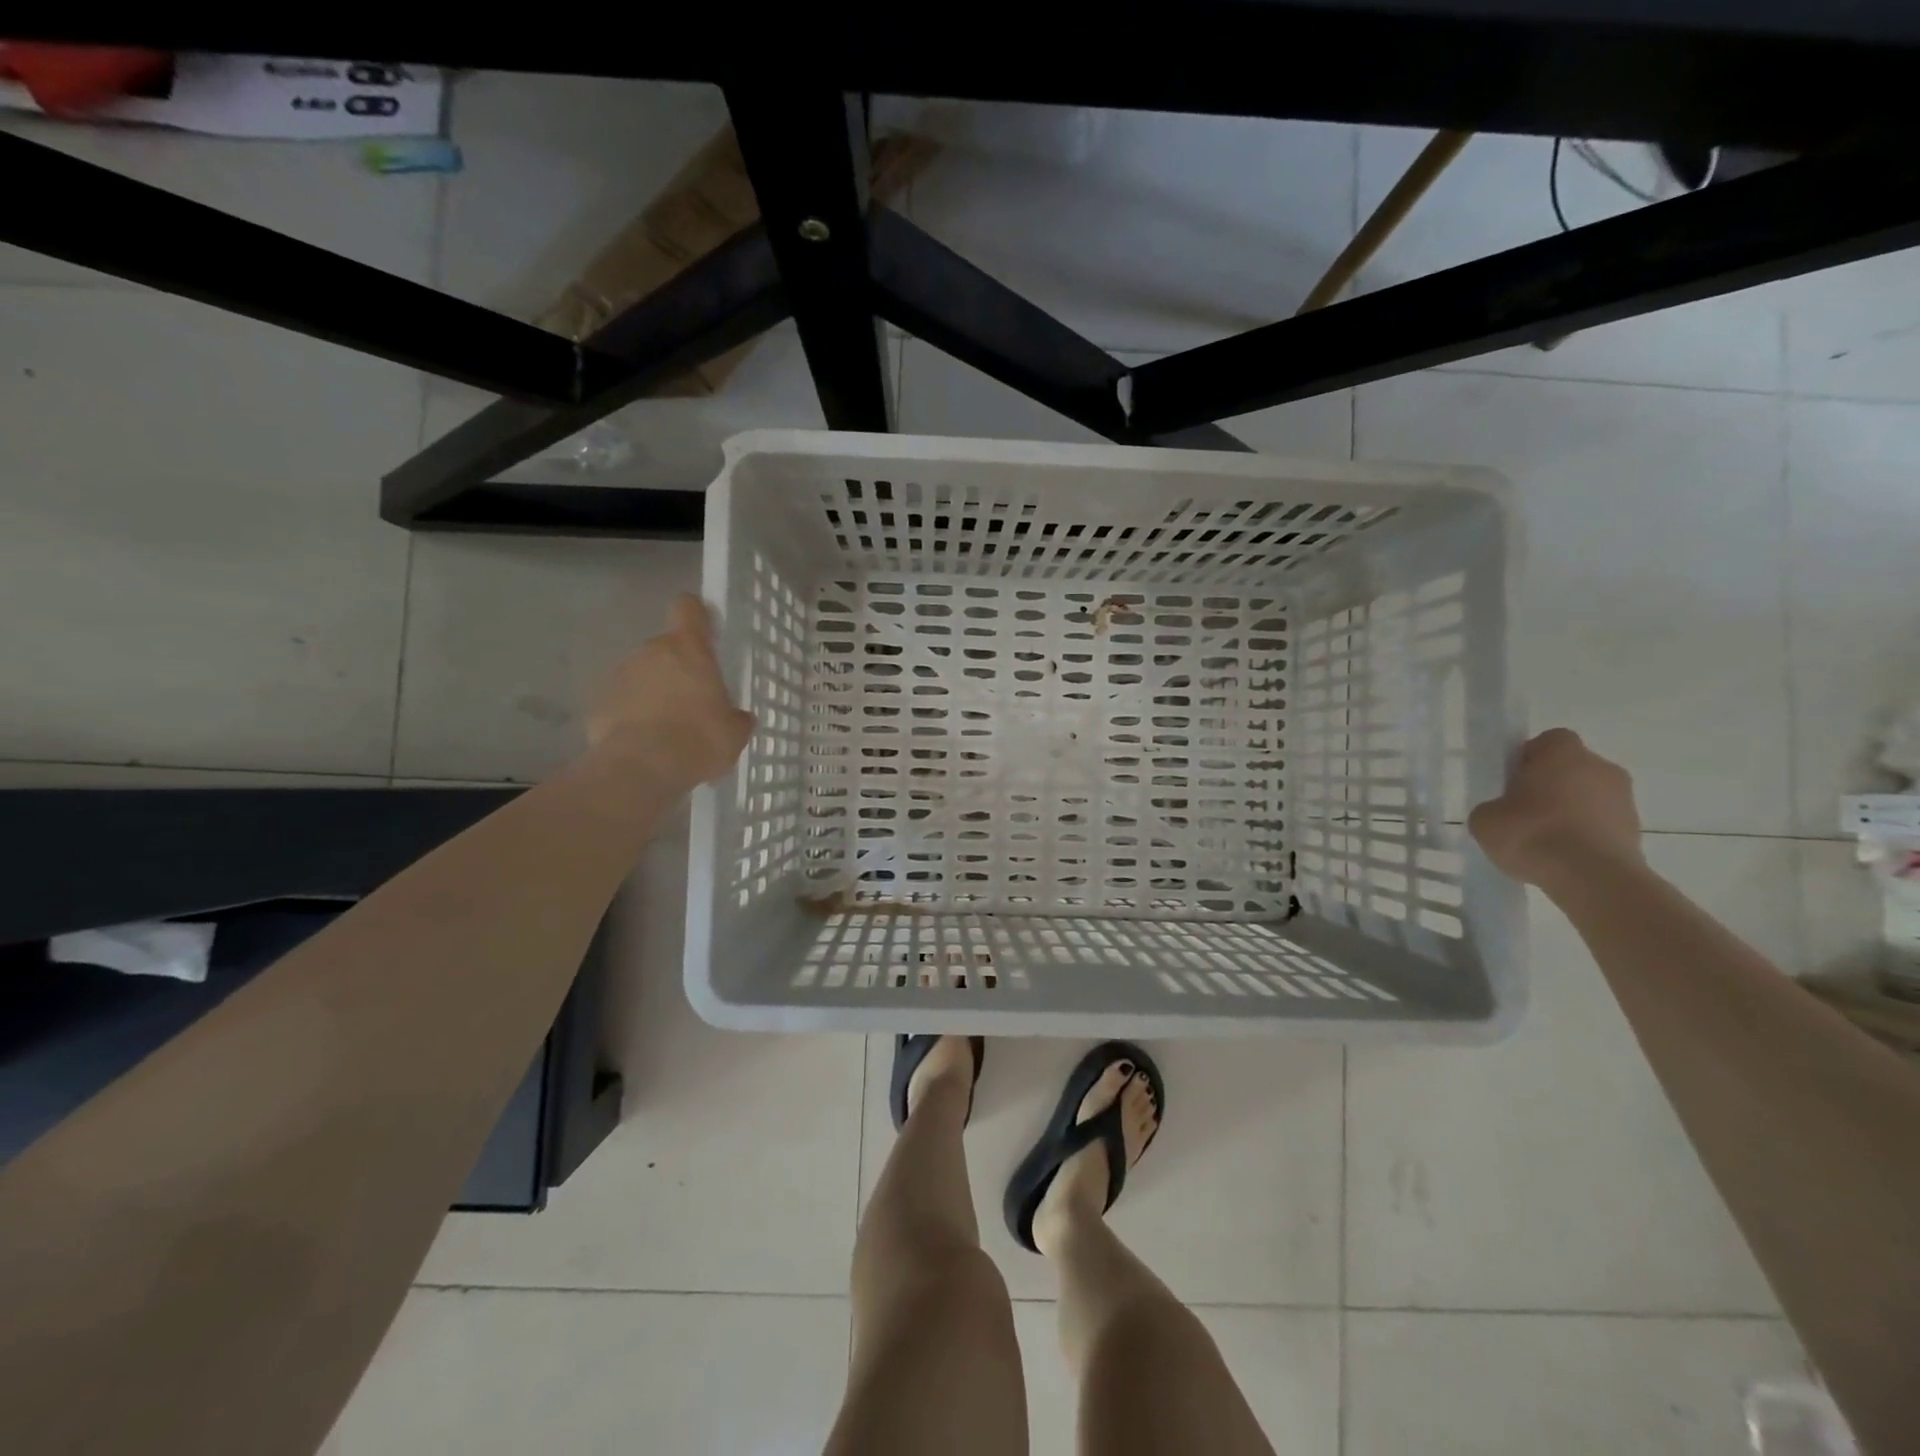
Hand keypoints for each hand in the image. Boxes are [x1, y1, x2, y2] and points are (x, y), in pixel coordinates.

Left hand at [587, 595, 753, 783]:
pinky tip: (644, 744)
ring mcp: (620, 676)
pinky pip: (622, 702)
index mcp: (689, 649)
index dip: (696, 616)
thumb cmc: (698, 740)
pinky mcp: (598, 703)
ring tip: (667, 729)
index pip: (688, 608)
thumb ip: (736, 718)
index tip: (705, 633)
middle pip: (665, 648)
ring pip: (642, 675)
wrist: (641, 769)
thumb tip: (739, 718)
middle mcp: (651, 652)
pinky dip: (632, 716)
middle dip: (678, 669)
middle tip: (693, 703)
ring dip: (654, 692)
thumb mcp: (734, 733)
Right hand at [1468, 728, 1642, 886]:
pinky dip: (1584, 834)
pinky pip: (1601, 823)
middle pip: (1571, 768)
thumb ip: (1493, 807)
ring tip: (1544, 840)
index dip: (1528, 759)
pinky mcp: (1636, 830)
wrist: (1593, 879)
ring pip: (1588, 796)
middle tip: (1523, 811)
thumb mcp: (1485, 819)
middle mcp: (1601, 767)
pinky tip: (1563, 856)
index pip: (1547, 742)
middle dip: (1550, 785)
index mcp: (1563, 753)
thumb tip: (1503, 813)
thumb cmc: (1533, 834)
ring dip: (1569, 811)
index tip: (1512, 782)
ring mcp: (1625, 799)